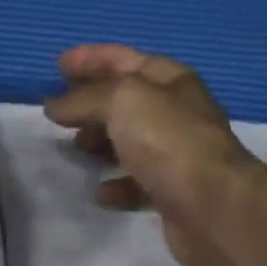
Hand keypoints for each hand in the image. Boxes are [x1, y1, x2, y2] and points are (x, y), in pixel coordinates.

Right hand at [42, 43, 266, 265]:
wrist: (211, 206)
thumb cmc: (169, 142)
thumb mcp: (123, 102)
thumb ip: (85, 99)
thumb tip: (55, 104)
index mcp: (171, 81)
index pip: (126, 60)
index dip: (92, 59)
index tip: (58, 66)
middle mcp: (176, 114)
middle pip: (128, 102)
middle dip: (93, 104)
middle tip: (62, 115)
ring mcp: (176, 155)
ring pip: (131, 142)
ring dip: (102, 143)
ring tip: (77, 150)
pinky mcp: (172, 193)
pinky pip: (138, 184)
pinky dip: (117, 185)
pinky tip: (101, 193)